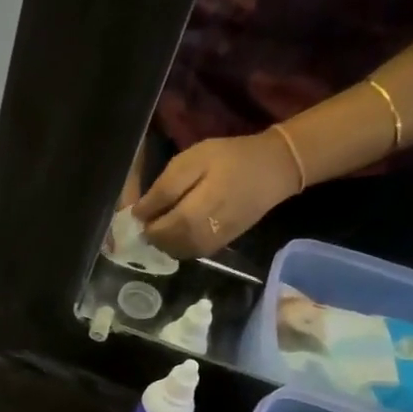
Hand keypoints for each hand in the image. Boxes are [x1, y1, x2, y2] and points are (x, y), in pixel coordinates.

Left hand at [132, 129, 301, 257]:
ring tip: (164, 217)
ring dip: (163, 239)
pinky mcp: (219, 247)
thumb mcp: (192, 162)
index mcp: (191, 217)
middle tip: (150, 213)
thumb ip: (163, 190)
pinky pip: (189, 252)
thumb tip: (138, 215)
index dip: (142, 222)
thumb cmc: (230, 159)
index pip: (154, 231)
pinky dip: (178, 242)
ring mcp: (210, 246)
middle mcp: (198, 239)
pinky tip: (179, 225)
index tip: (138, 209)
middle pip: (162, 245)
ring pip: (174, 252)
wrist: (274, 170)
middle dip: (151, 232)